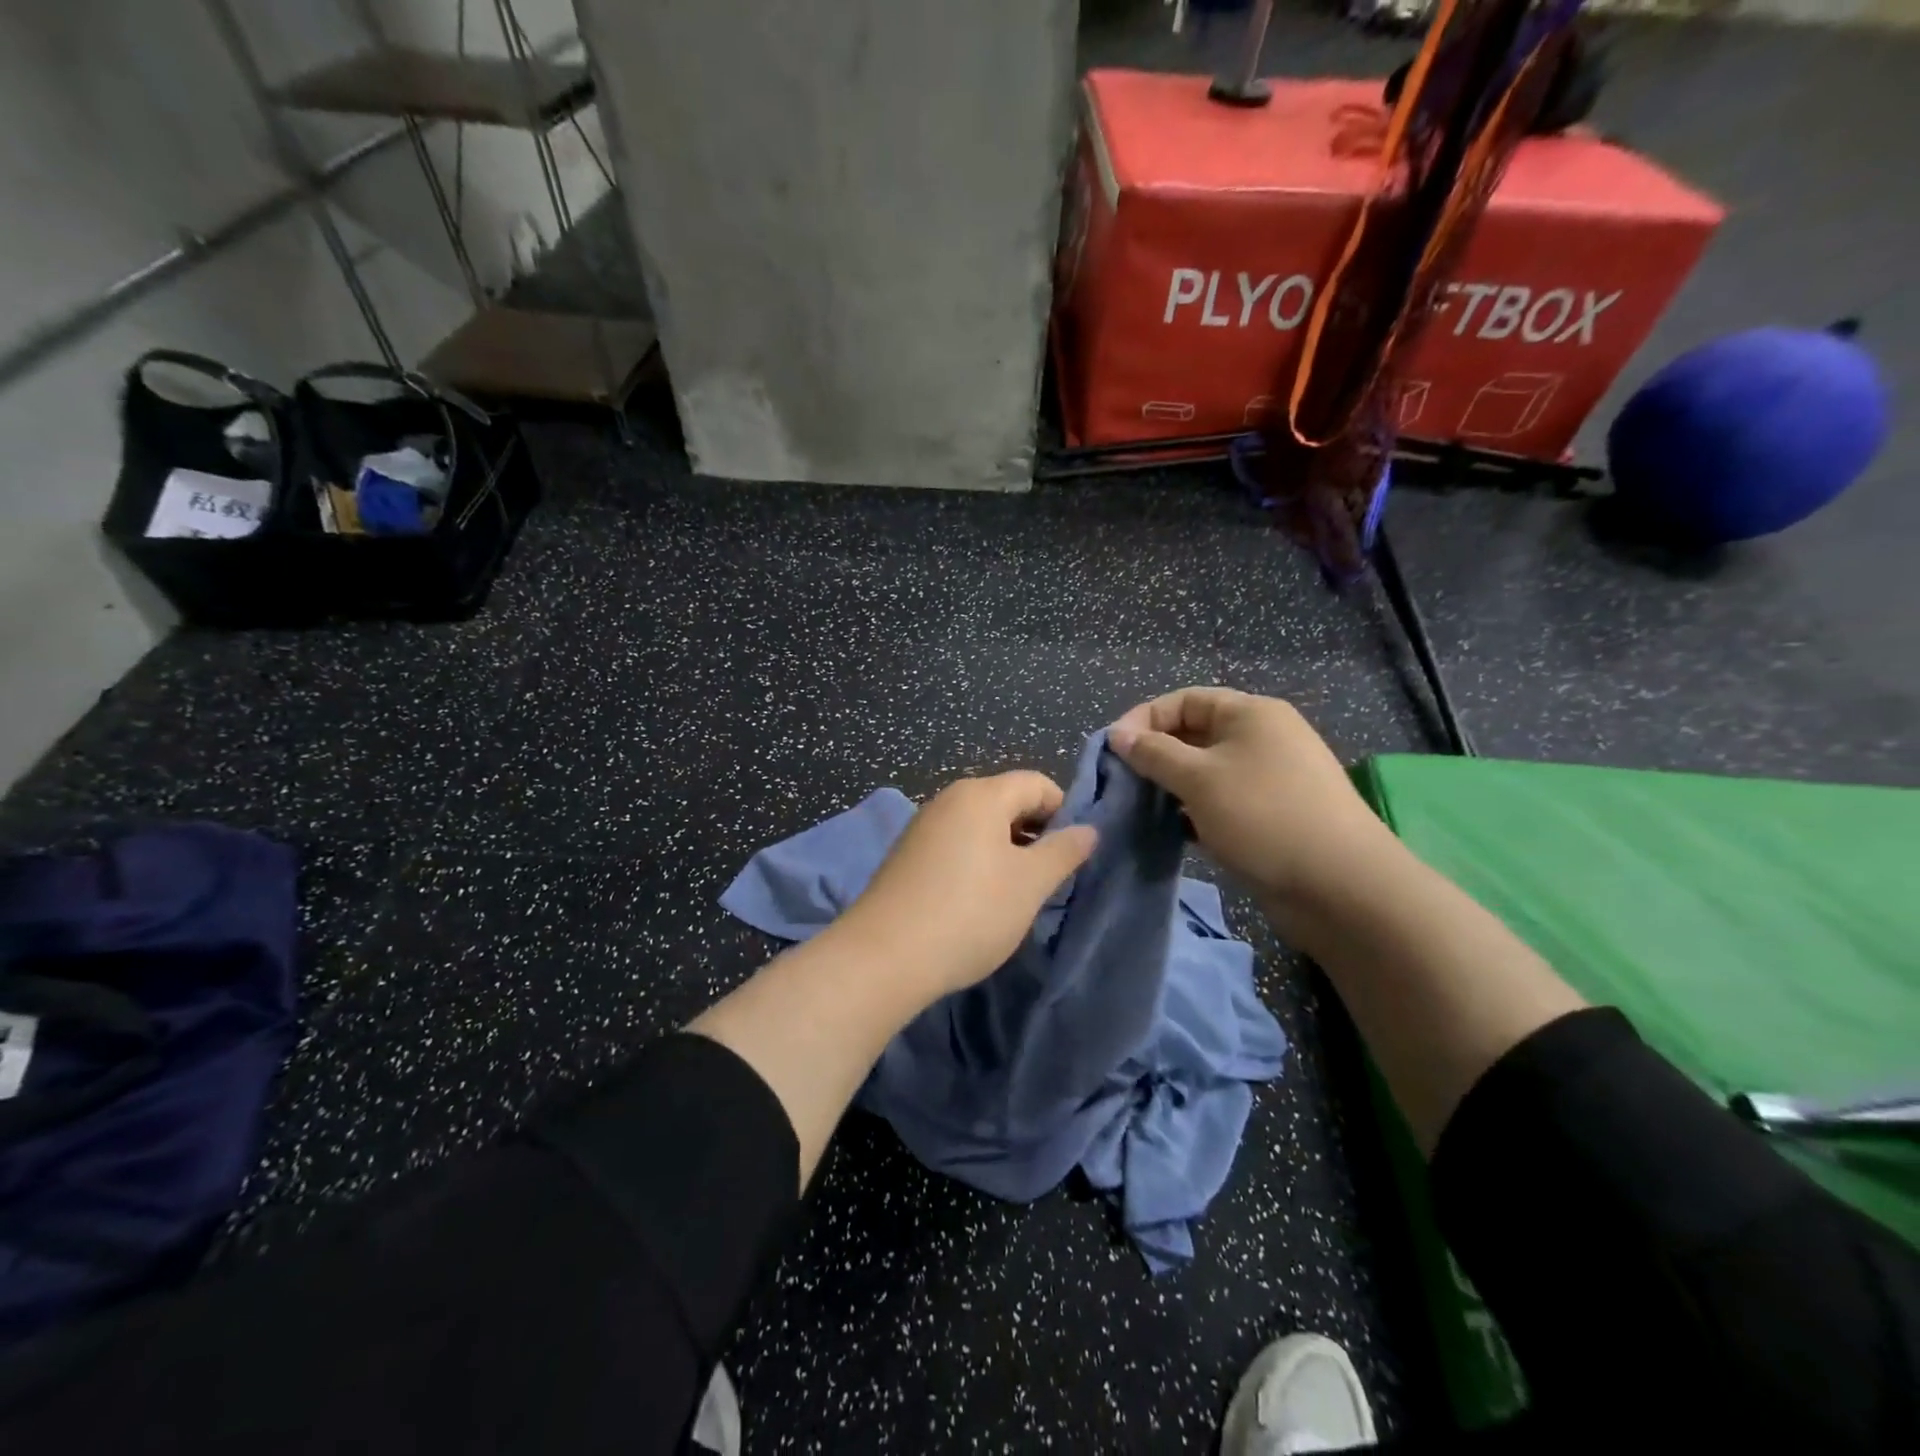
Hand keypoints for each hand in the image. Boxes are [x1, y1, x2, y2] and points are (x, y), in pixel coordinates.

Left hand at [833, 772, 1097, 996]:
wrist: (884, 956)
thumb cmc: (970, 912)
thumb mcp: (1030, 884)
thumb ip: (1064, 851)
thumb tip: (1088, 829)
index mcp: (981, 794)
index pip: (1037, 783)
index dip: (1064, 812)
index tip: (1073, 854)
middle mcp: (948, 799)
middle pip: (1006, 801)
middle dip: (1035, 833)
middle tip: (1049, 878)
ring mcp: (922, 826)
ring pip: (980, 826)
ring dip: (1006, 851)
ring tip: (1017, 893)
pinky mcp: (906, 855)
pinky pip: (955, 845)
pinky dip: (976, 862)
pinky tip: (978, 901)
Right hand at [1110, 687, 1393, 905]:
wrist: (1340, 886)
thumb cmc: (1263, 815)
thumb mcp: (1198, 778)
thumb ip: (1153, 753)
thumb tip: (1118, 735)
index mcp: (1251, 714)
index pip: (1184, 700)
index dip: (1144, 719)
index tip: (1113, 750)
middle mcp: (1262, 738)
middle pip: (1195, 734)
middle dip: (1156, 755)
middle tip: (1123, 783)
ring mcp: (1270, 778)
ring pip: (1206, 772)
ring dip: (1172, 786)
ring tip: (1142, 808)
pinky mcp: (1272, 815)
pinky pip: (1222, 801)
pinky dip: (1195, 811)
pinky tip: (1175, 831)